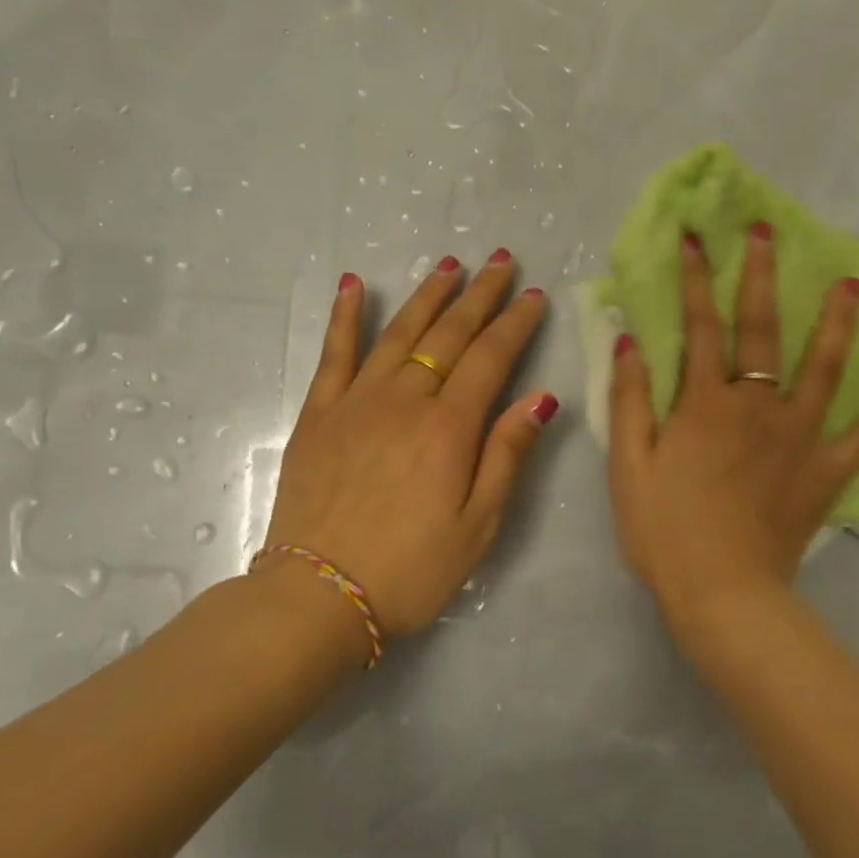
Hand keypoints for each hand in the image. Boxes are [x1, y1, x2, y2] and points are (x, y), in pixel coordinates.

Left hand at [262, 251, 557, 639]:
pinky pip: (334, 354)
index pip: (491, 359)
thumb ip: (507, 455)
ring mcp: (356, 403)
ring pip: (397, 332)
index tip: (534, 296)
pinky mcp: (319, 415)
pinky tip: (354, 285)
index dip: (516, 325)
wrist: (319, 596)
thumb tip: (539, 399)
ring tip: (449, 263)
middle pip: (448, 334)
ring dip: (427, 295)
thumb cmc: (412, 569)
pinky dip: (345, 317)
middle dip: (479, 295)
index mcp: (450, 428)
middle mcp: (405, 400)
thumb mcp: (479, 524)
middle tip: (501, 261)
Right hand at [606, 223, 858, 627]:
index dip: (694, 281)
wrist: (721, 593)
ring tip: (851, 286)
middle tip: (769, 234)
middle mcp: (756, 407)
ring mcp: (798, 438)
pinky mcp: (825, 474)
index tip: (695, 239)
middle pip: (761, 331)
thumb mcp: (628, 468)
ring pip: (823, 370)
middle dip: (761, 278)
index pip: (699, 328)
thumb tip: (631, 343)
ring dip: (835, 325)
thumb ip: (629, 402)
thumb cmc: (664, 533)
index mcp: (705, 404)